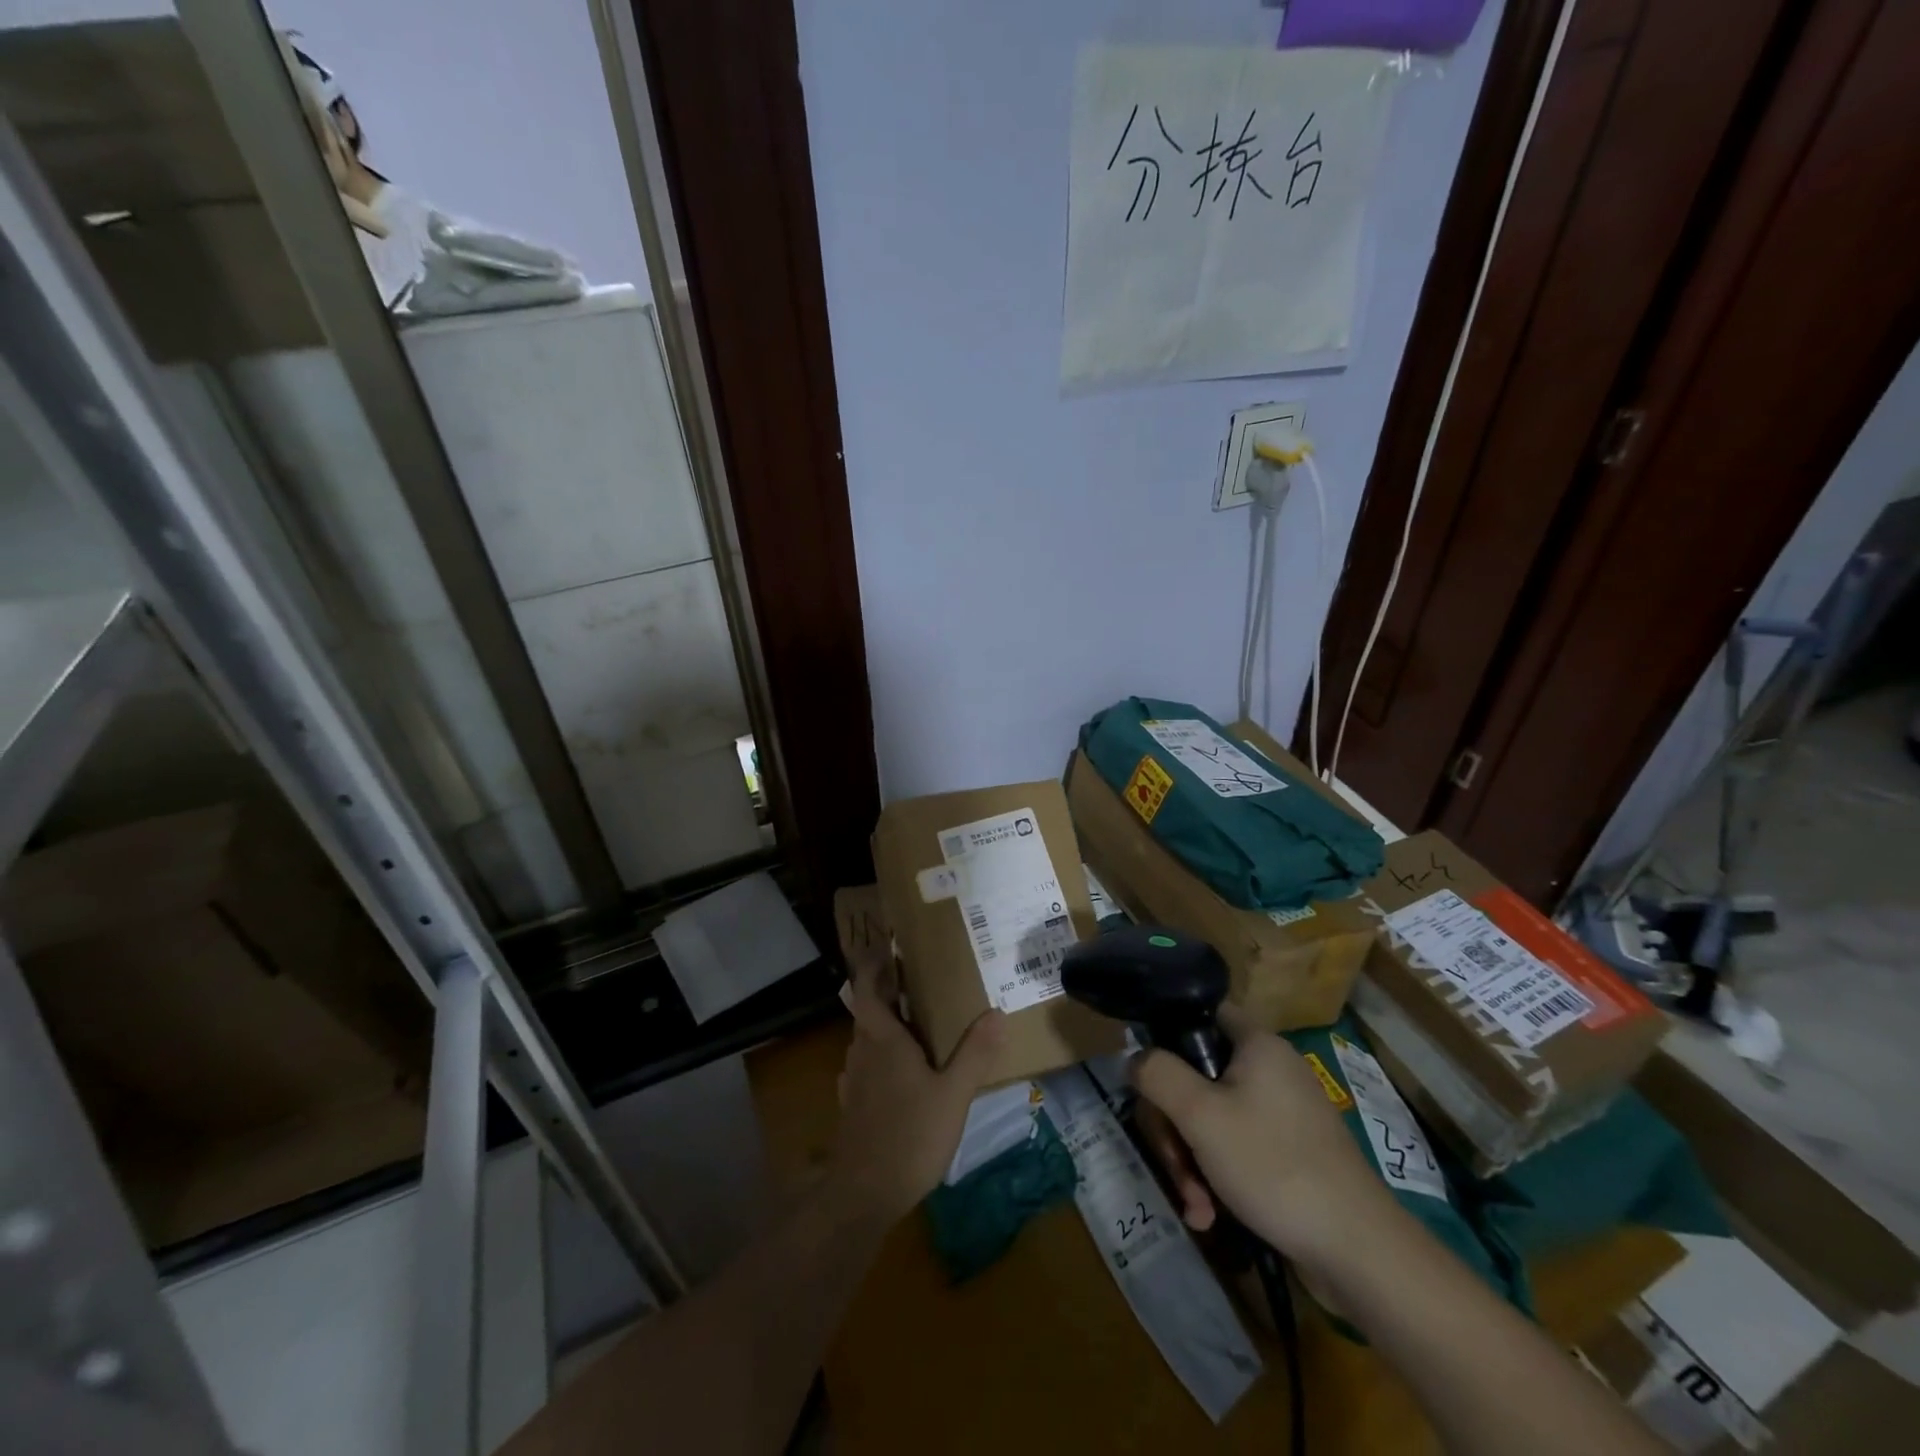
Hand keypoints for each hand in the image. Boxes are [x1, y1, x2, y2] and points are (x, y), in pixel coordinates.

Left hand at [827, 920, 1005, 1222]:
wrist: (863, 1195)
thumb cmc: (909, 1136)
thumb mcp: (953, 1095)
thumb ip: (975, 1054)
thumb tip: (996, 1012)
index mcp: (883, 1040)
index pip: (867, 990)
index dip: (873, 968)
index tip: (887, 950)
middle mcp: (862, 1053)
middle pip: (868, 1013)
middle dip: (888, 995)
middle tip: (917, 984)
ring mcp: (853, 1082)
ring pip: (867, 1041)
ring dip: (885, 1027)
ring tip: (916, 1025)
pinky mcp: (852, 1107)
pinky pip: (867, 1068)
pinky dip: (882, 1058)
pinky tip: (903, 1074)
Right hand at [1132, 1003, 1396, 1268]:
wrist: (1358, 1252)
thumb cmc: (1274, 1166)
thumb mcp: (1200, 1115)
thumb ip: (1158, 1074)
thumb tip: (1134, 1057)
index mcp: (1256, 1044)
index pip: (1200, 1012)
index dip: (1167, 1037)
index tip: (1150, 1079)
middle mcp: (1270, 1069)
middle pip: (1197, 1076)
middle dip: (1175, 1125)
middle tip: (1174, 1163)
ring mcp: (1280, 1113)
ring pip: (1211, 1118)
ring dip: (1191, 1161)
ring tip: (1196, 1205)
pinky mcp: (1288, 1152)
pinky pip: (1235, 1147)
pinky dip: (1216, 1177)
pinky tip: (1210, 1215)